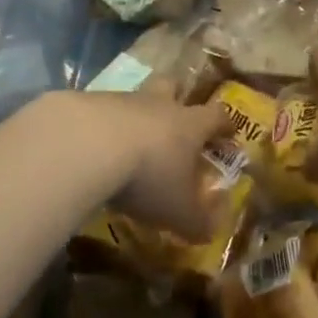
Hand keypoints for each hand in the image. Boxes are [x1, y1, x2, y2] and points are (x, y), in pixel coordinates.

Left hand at [67, 83, 225, 240]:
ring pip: (136, 98)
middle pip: (172, 87)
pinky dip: (103, 126)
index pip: (216, 115)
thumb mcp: (179, 212)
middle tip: (175, 115)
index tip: (229, 132)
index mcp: (190, 124)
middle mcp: (160, 104)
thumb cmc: (148, 176)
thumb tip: (213, 229)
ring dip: (136, 115)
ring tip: (128, 142)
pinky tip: (95, 148)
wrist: (89, 145)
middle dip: (177, 97)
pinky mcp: (88, 103)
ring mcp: (123, 100)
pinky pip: (102, 111)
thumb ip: (198, 222)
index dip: (225, 124)